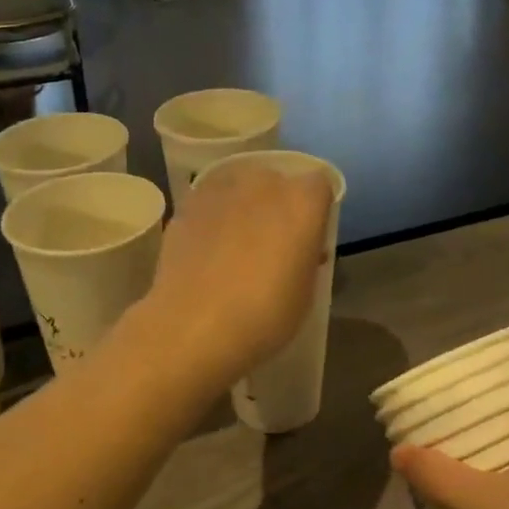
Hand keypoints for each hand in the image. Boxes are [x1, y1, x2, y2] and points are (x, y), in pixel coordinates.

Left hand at [142, 160, 332, 385]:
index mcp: (303, 202)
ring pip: (241, 186)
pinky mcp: (188, 203)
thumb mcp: (305, 292)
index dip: (315, 210)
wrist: (194, 327)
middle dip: (278, 204)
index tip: (308, 237)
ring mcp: (222, 189)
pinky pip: (210, 201)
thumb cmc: (264, 316)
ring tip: (235, 242)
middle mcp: (264, 183)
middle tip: (271, 241)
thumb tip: (301, 249)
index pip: (320, 186)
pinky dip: (213, 216)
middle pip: (278, 181)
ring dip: (243, 205)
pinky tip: (207, 248)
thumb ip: (306, 257)